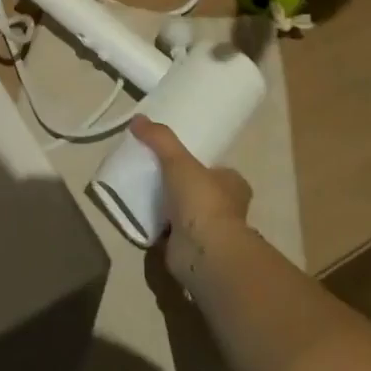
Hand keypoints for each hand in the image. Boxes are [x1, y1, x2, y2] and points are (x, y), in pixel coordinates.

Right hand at [130, 116, 252, 286]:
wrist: (204, 252)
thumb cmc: (202, 200)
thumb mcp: (178, 160)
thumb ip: (159, 138)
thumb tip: (137, 118)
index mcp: (232, 185)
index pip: (218, 170)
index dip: (201, 164)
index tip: (177, 159)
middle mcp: (226, 209)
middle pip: (201, 191)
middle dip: (182, 187)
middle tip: (154, 174)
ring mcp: (209, 232)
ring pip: (186, 214)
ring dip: (168, 209)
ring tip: (142, 193)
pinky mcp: (191, 250)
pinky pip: (170, 234)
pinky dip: (156, 228)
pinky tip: (138, 217)